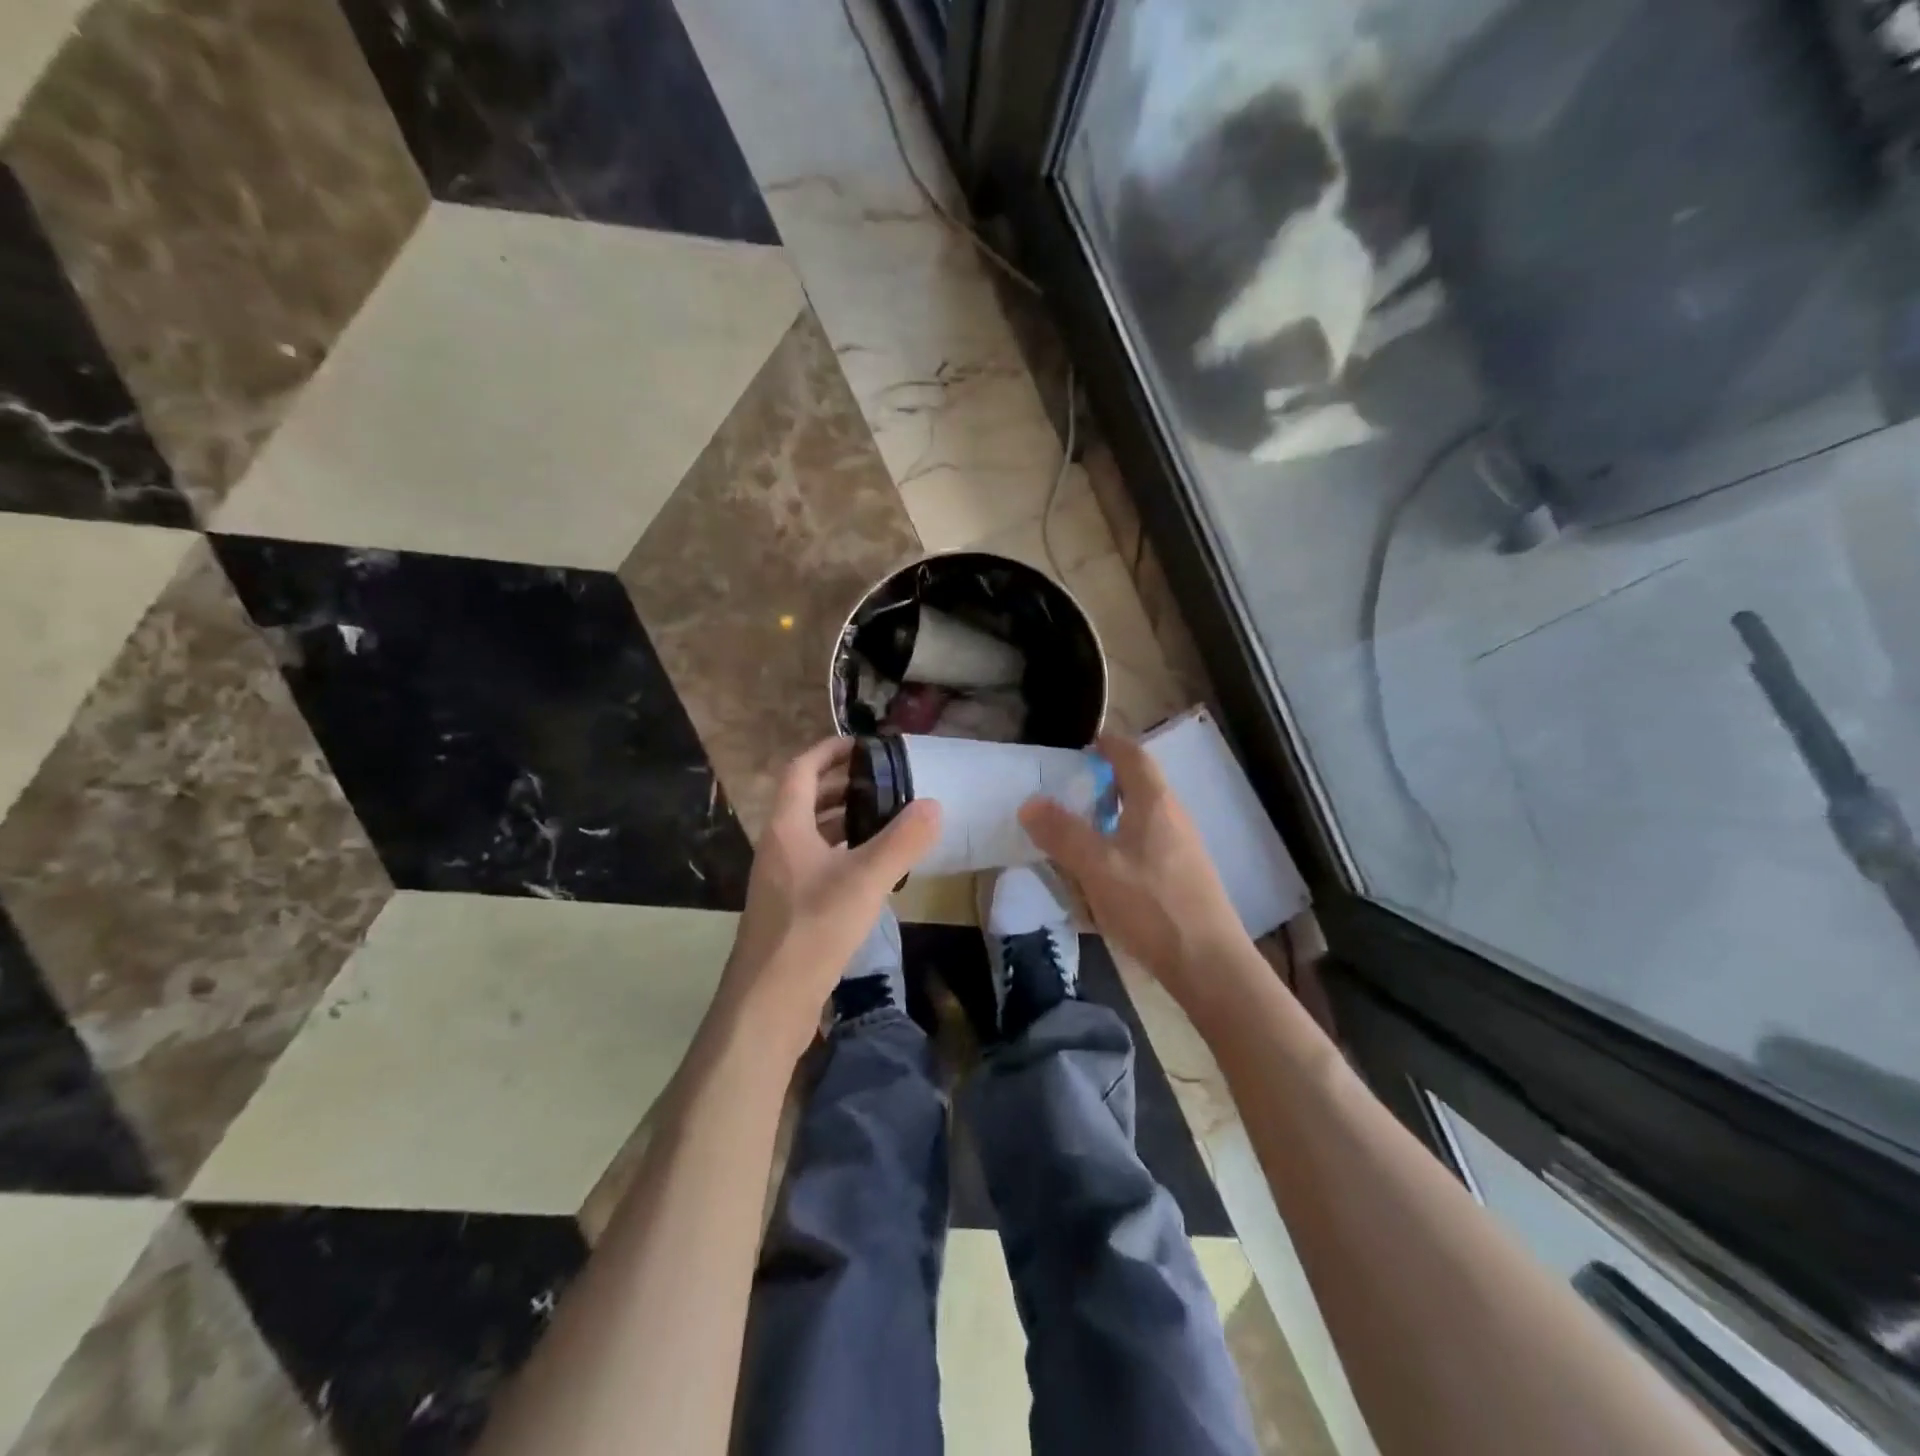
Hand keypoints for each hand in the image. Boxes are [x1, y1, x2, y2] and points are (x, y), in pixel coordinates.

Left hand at [719, 737, 940, 1059]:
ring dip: (843, 819)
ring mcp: (781, 879)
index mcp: (786, 828)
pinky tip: (872, 868)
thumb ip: (902, 841)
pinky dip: (843, 852)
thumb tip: (933, 804)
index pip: (802, 770)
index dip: (829, 751)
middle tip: (884, 780)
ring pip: (812, 834)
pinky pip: (817, 863)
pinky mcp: (790, 908)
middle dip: (842, 783)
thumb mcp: (865, 880)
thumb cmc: (812, 930)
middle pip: (806, 800)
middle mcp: (778, 847)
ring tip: (884, 816)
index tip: (864, 745)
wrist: (768, 1002)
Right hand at [1019, 732, 1246, 1016]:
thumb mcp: (1096, 866)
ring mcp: (1184, 848)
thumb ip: (1062, 833)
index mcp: (1155, 803)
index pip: (1132, 756)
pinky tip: (1105, 871)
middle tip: (1071, 789)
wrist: (1208, 963)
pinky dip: (1123, 842)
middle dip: (1106, 781)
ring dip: (1113, 814)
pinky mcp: (1185, 877)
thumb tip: (1030, 803)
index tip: (1084, 743)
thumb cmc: (1151, 905)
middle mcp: (1174, 817)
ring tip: (1081, 830)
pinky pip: (1148, 844)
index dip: (1109, 745)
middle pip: (1140, 785)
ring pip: (1144, 817)